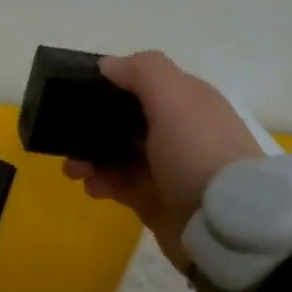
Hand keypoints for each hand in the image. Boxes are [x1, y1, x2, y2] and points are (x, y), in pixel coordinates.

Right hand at [64, 50, 264, 262]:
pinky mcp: (157, 201)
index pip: (145, 83)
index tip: (80, 90)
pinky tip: (91, 187)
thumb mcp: (175, 99)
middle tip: (65, 135)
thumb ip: (142, 72)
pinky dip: (102, 183)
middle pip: (126, 119)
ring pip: (118, 153)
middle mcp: (179, 131)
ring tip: (73, 170)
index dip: (113, 83)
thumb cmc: (197, 152)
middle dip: (92, 124)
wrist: (226, 227)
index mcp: (188, 102)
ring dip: (90, 156)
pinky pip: (120, 185)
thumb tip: (107, 64)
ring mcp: (167, 168)